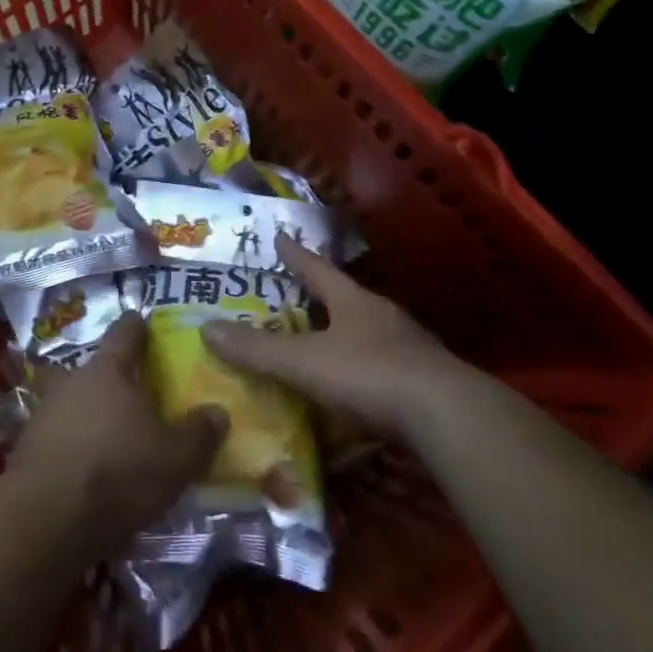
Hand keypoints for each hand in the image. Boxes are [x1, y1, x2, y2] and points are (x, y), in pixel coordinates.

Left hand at [12, 313, 225, 558]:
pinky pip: (58, 437)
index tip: (143, 321)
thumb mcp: (176, 458)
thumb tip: (217, 412)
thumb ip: (199, 433)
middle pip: (95, 369)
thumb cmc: (118, 473)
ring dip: (89, 413)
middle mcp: (72, 382)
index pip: (124, 333)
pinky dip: (73, 445)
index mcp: (108, 370)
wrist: (46, 521)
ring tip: (111, 433)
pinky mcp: (27, 450)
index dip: (137, 327)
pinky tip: (87, 466)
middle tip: (135, 392)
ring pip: (73, 402)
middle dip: (113, 377)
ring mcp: (44, 414)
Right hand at [201, 235, 467, 437]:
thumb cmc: (369, 375)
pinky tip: (356, 387)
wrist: (447, 415)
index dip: (295, 254)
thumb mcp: (305, 363)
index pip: (317, 268)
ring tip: (324, 341)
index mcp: (353, 301)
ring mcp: (408, 346)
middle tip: (298, 293)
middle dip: (322, 295)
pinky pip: (385, 366)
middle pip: (346, 297)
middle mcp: (382, 315)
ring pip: (368, 331)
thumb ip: (257, 350)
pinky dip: (365, 370)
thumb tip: (205, 328)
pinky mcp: (424, 379)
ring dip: (346, 333)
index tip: (279, 236)